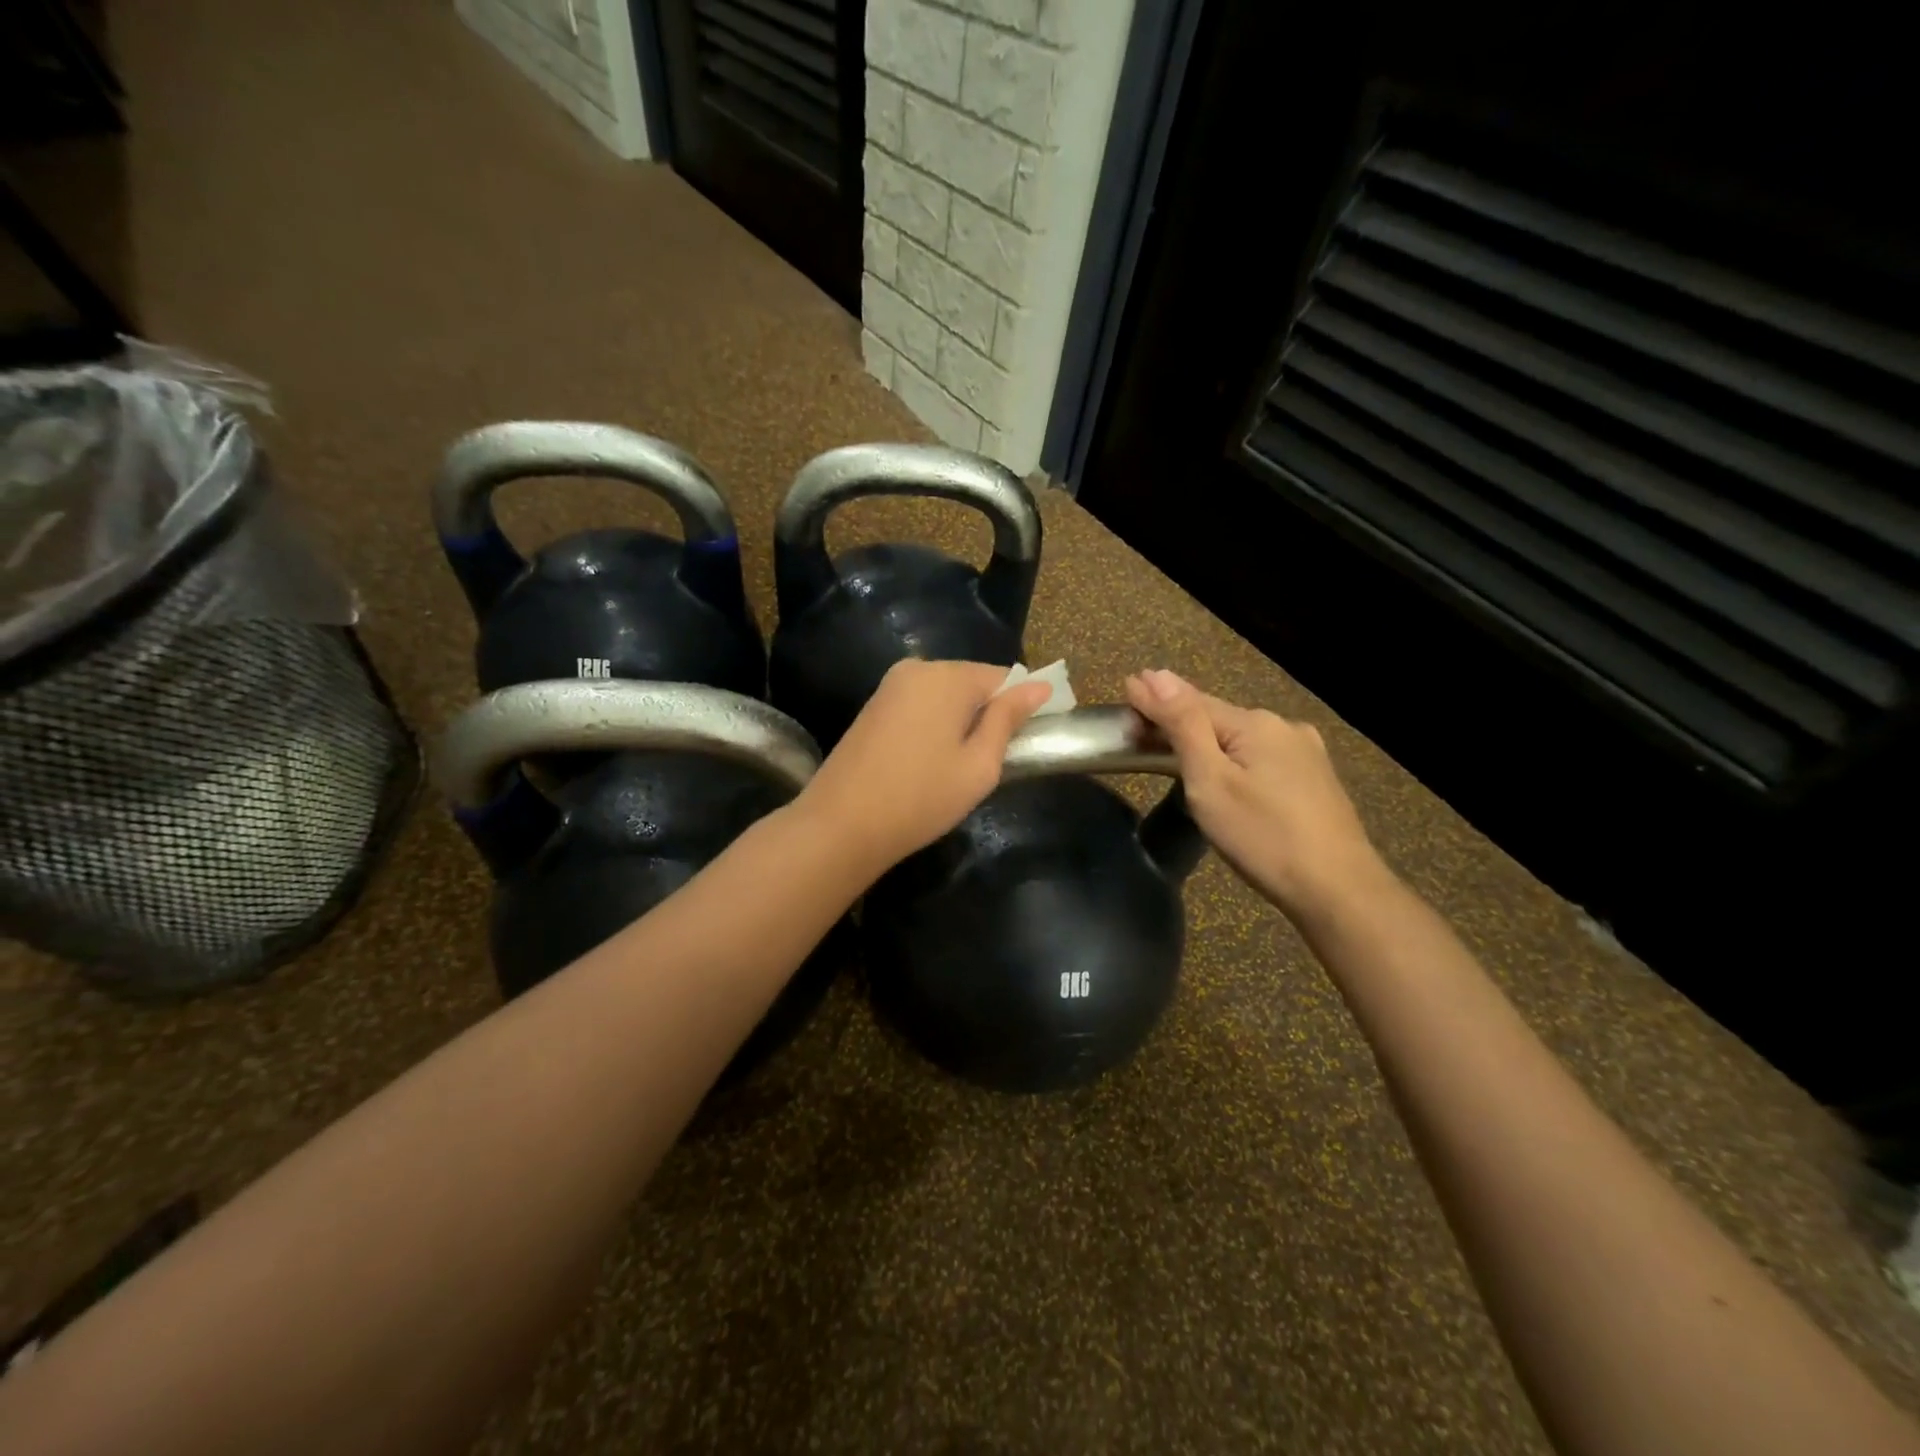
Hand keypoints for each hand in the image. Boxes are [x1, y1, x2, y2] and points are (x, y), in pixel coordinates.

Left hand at [797, 659, 1052, 872]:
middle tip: (990, 763)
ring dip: (961, 722)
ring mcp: (889, 686)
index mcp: (948, 675)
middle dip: (989, 714)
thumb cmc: (921, 798)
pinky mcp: (873, 706)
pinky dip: (935, 726)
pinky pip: (921, 705)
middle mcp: (917, 668)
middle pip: (973, 682)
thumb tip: (1039, 686)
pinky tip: (929, 762)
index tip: (1027, 742)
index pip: (1005, 677)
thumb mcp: (979, 765)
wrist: (841, 825)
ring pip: (945, 695)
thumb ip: (1008, 719)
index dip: (1022, 707)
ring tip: (958, 767)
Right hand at [1124, 668, 1389, 920]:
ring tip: (1175, 746)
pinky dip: (1234, 757)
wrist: (1338, 890)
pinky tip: (1227, 770)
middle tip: (1140, 723)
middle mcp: (1284, 727)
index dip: (1156, 698)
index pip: (1192, 700)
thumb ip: (1182, 725)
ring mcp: (1306, 753)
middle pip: (1218, 717)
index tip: (1125, 688)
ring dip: (1207, 738)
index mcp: (1255, 723)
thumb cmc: (1262, 836)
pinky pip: (1261, 757)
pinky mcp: (1315, 780)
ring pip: (1241, 738)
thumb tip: (1155, 675)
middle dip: (1179, 719)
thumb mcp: (1210, 780)